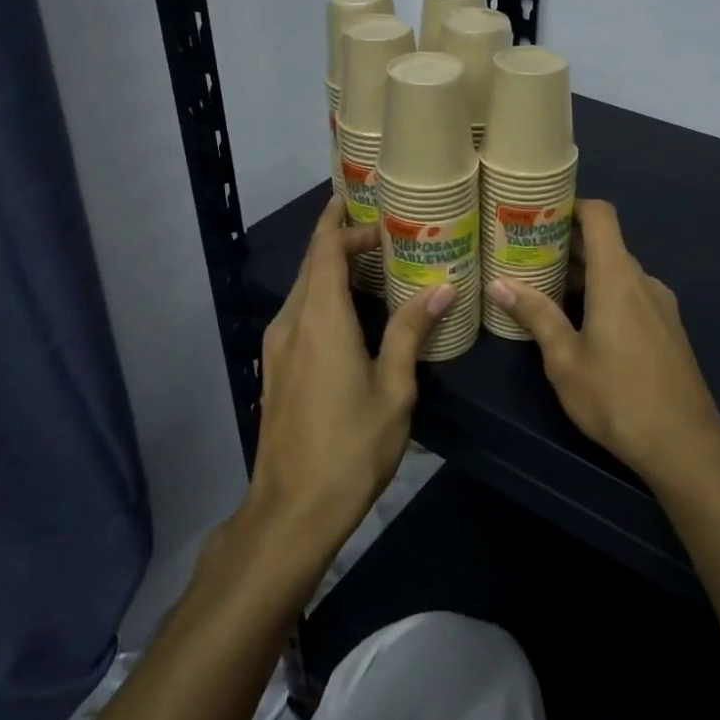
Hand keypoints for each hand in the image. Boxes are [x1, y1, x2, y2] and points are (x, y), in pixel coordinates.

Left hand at [249, 195, 454, 550]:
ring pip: (304, 288)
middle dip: (342, 239)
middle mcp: (290, 322)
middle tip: (386, 229)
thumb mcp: (393, 388)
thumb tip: (442, 288)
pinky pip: (301, 313)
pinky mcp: (278, 368)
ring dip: (334, 268)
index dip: (347, 223)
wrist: (292, 510)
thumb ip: (411, 331)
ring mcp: (278, 346)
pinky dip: (326, 296)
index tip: (378, 209)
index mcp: (319, 319)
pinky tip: (356, 309)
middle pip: (311, 263)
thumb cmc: (350, 447)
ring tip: (378, 262)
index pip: (325, 249)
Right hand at [487, 199, 719, 487]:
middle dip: (566, 244)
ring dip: (584, 274)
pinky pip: (631, 295)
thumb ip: (535, 315)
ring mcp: (660, 305)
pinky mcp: (667, 328)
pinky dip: (603, 294)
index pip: (601, 215)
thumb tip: (499, 284)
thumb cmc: (617, 398)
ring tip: (543, 288)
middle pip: (606, 244)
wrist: (685, 444)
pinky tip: (579, 322)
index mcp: (618, 278)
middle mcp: (643, 281)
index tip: (539, 210)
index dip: (572, 204)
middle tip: (524, 253)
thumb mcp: (565, 360)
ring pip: (618, 273)